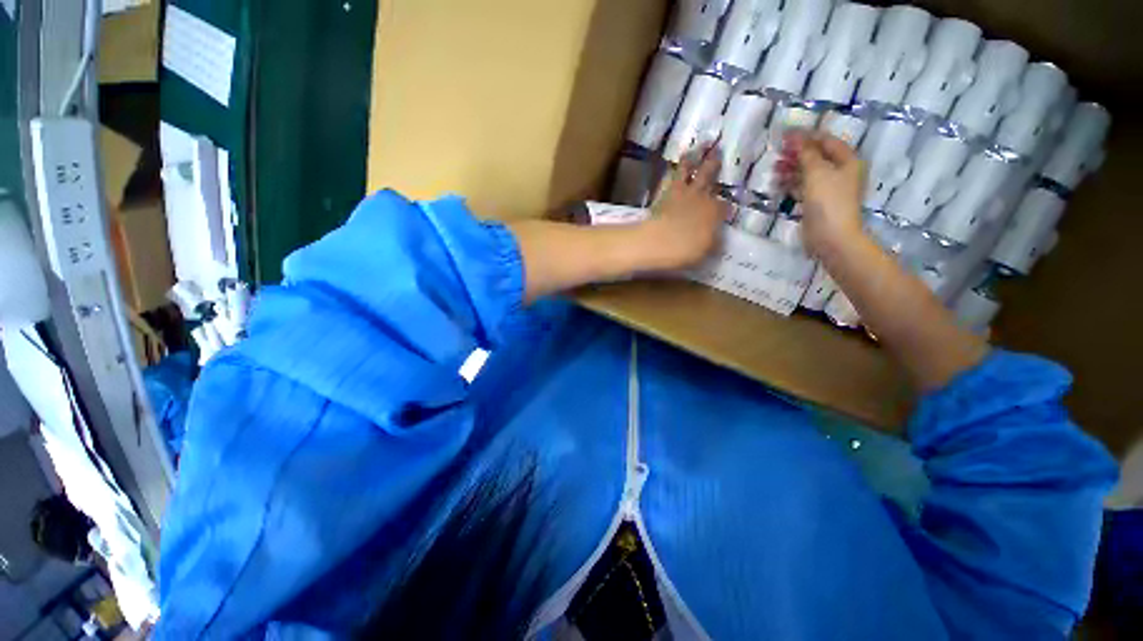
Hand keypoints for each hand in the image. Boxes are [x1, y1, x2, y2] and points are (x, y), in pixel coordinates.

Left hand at [638, 150, 729, 269]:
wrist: (659, 241)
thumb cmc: (684, 251)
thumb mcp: (704, 251)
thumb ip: (712, 242)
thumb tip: (715, 238)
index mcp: (716, 214)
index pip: (725, 207)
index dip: (725, 207)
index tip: (725, 208)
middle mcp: (704, 198)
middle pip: (712, 180)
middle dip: (716, 167)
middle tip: (720, 153)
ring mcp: (686, 192)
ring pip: (696, 171)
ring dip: (699, 158)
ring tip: (703, 145)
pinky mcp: (669, 191)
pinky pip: (677, 174)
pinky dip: (682, 164)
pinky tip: (683, 157)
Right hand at [777, 132, 866, 257]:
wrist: (831, 237)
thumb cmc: (828, 201)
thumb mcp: (817, 172)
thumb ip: (805, 153)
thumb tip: (795, 136)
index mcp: (847, 161)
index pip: (826, 141)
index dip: (806, 136)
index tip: (784, 135)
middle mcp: (840, 172)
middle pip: (816, 157)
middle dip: (797, 154)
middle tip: (777, 154)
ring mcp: (828, 189)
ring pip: (808, 173)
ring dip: (791, 170)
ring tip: (774, 170)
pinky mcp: (816, 204)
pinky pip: (802, 188)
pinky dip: (791, 184)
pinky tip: (778, 184)